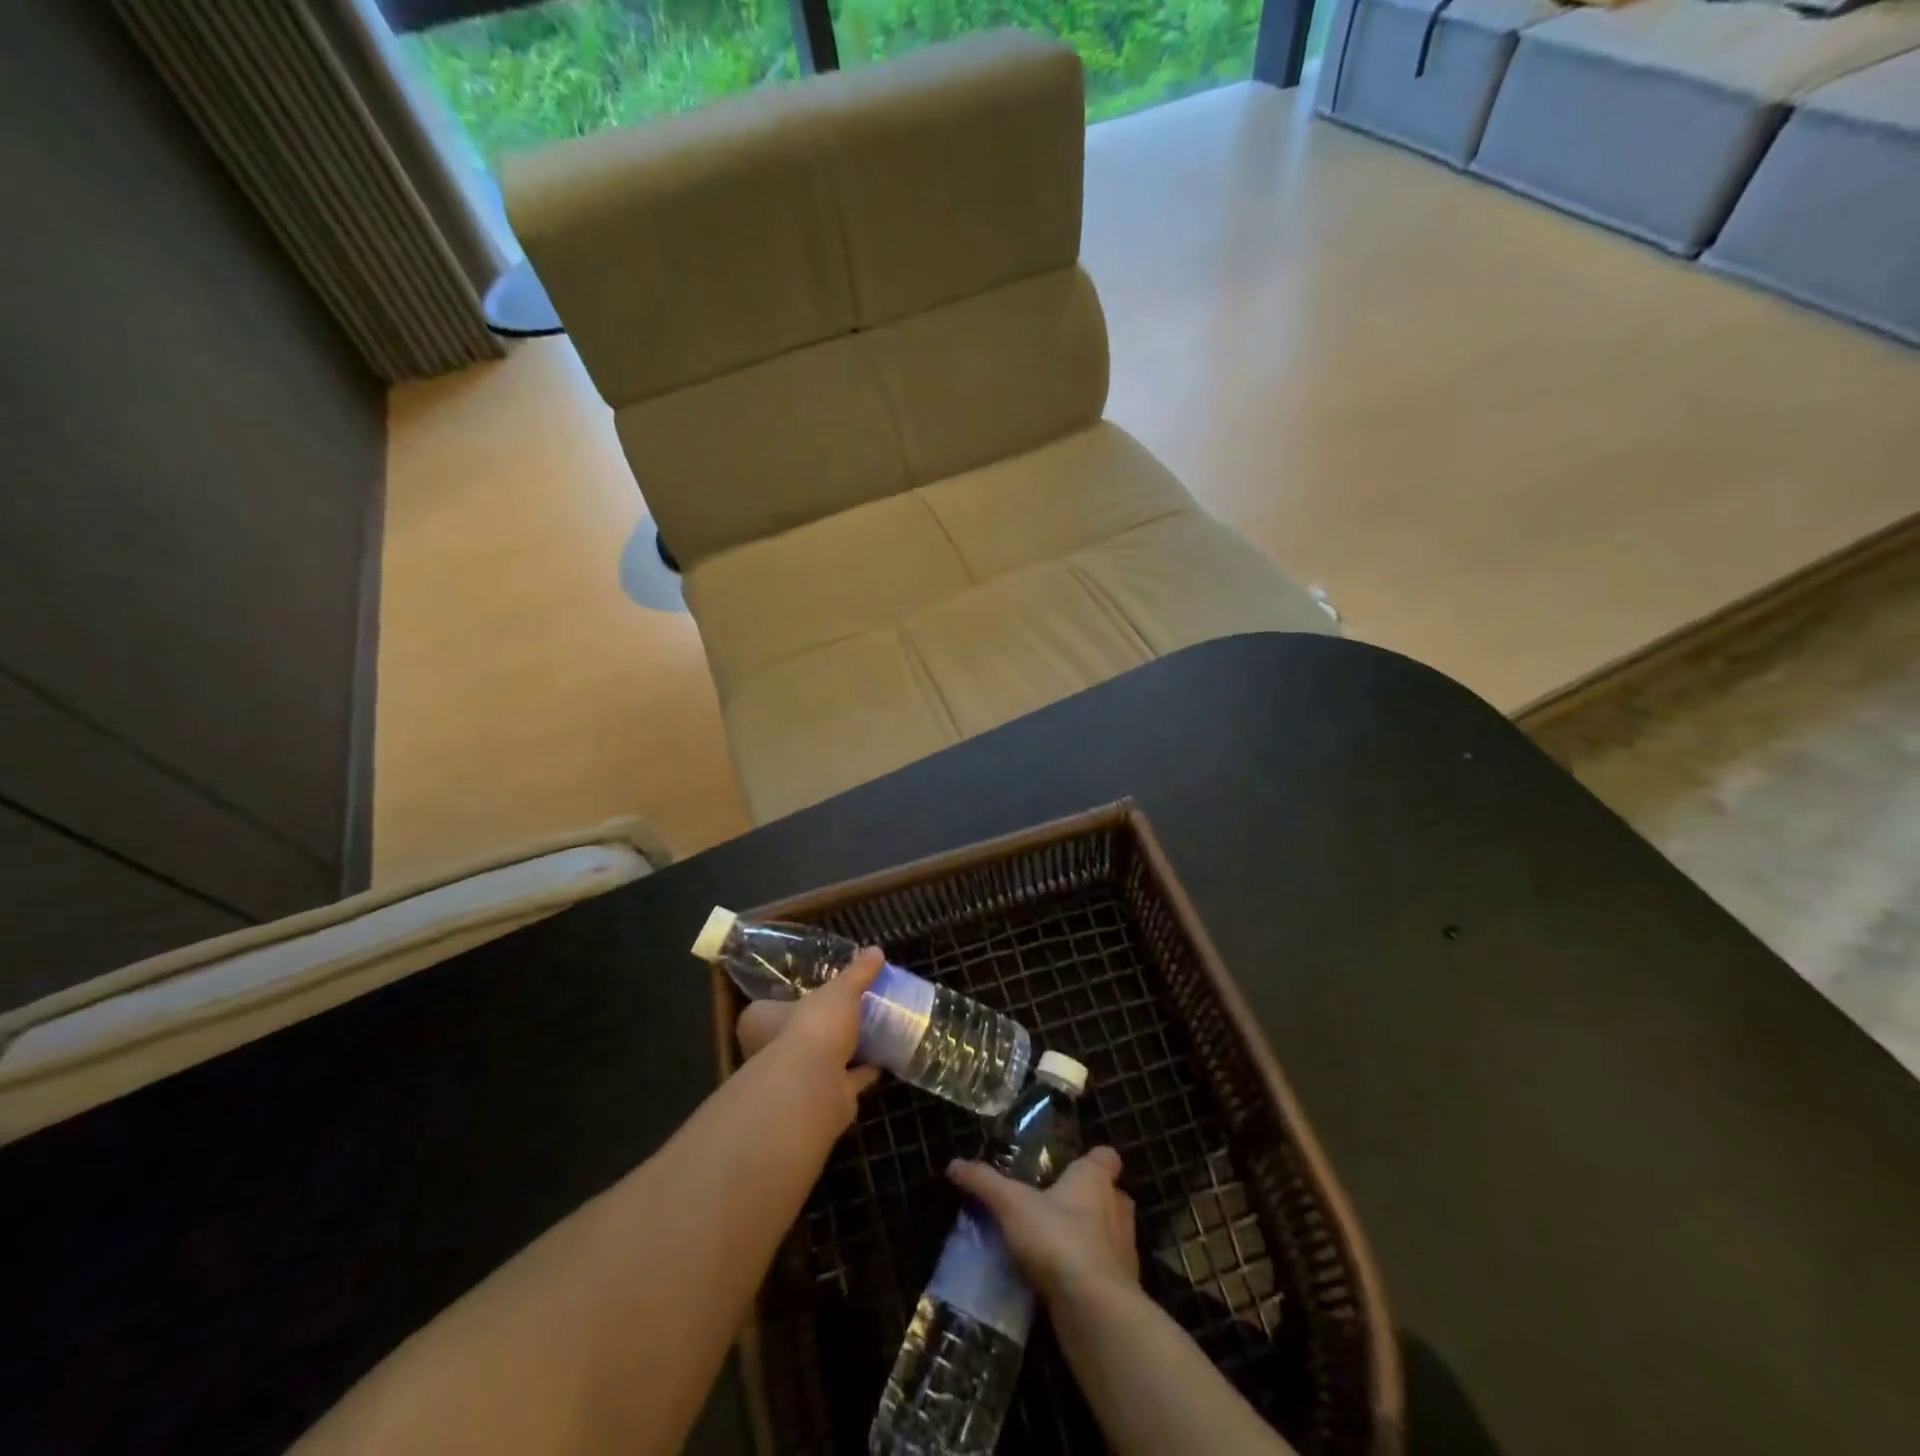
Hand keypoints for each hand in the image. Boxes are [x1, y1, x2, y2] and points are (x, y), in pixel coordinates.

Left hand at [735, 947, 882, 1121]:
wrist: (816, 1086)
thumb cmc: (815, 1026)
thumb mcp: (840, 990)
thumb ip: (857, 973)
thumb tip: (876, 950)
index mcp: (762, 1022)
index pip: (767, 1008)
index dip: (789, 1001)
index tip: (813, 993)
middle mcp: (772, 1053)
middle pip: (797, 1036)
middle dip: (820, 1027)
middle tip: (847, 1011)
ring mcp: (797, 1079)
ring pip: (822, 1060)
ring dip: (843, 1052)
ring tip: (870, 1033)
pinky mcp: (822, 1099)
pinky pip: (845, 1081)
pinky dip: (862, 1073)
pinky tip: (881, 1061)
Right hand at [948, 1147, 1138, 1303]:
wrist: (1094, 1311)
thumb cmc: (1058, 1240)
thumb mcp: (1011, 1205)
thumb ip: (985, 1183)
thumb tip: (954, 1164)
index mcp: (1096, 1179)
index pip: (1107, 1157)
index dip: (1092, 1160)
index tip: (1072, 1167)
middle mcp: (1117, 1209)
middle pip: (1111, 1195)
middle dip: (1091, 1201)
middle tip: (1057, 1208)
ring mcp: (1125, 1251)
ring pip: (1110, 1235)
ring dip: (1091, 1239)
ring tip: (1056, 1247)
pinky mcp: (1123, 1291)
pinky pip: (1106, 1273)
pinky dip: (1089, 1275)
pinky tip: (1063, 1284)